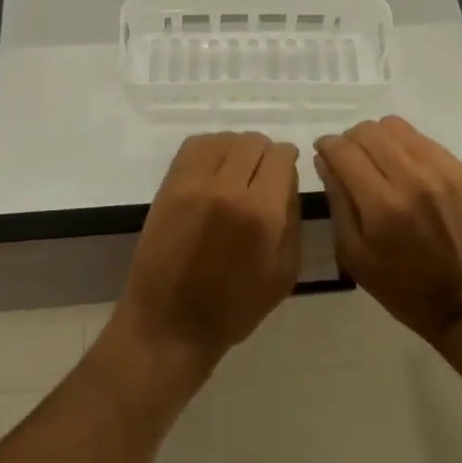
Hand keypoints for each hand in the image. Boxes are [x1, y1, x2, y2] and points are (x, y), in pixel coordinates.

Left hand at [112, 132, 300, 371]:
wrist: (170, 323)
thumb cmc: (235, 307)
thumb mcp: (285, 272)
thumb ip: (292, 217)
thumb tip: (288, 178)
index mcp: (261, 212)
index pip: (281, 156)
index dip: (288, 160)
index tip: (285, 173)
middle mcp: (228, 187)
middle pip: (254, 141)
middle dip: (265, 155)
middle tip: (262, 177)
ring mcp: (193, 183)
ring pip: (225, 139)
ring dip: (237, 150)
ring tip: (237, 173)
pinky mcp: (169, 184)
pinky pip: (195, 145)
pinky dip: (211, 149)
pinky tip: (214, 169)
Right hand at [316, 117, 461, 349]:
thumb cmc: (404, 289)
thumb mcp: (355, 257)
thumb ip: (337, 203)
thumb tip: (324, 160)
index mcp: (381, 206)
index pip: (343, 151)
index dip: (327, 146)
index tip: (324, 153)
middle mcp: (412, 178)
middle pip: (367, 131)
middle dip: (350, 141)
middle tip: (349, 161)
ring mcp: (441, 170)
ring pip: (394, 126)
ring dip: (377, 139)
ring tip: (377, 162)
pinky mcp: (461, 170)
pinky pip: (422, 139)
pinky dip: (404, 147)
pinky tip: (405, 170)